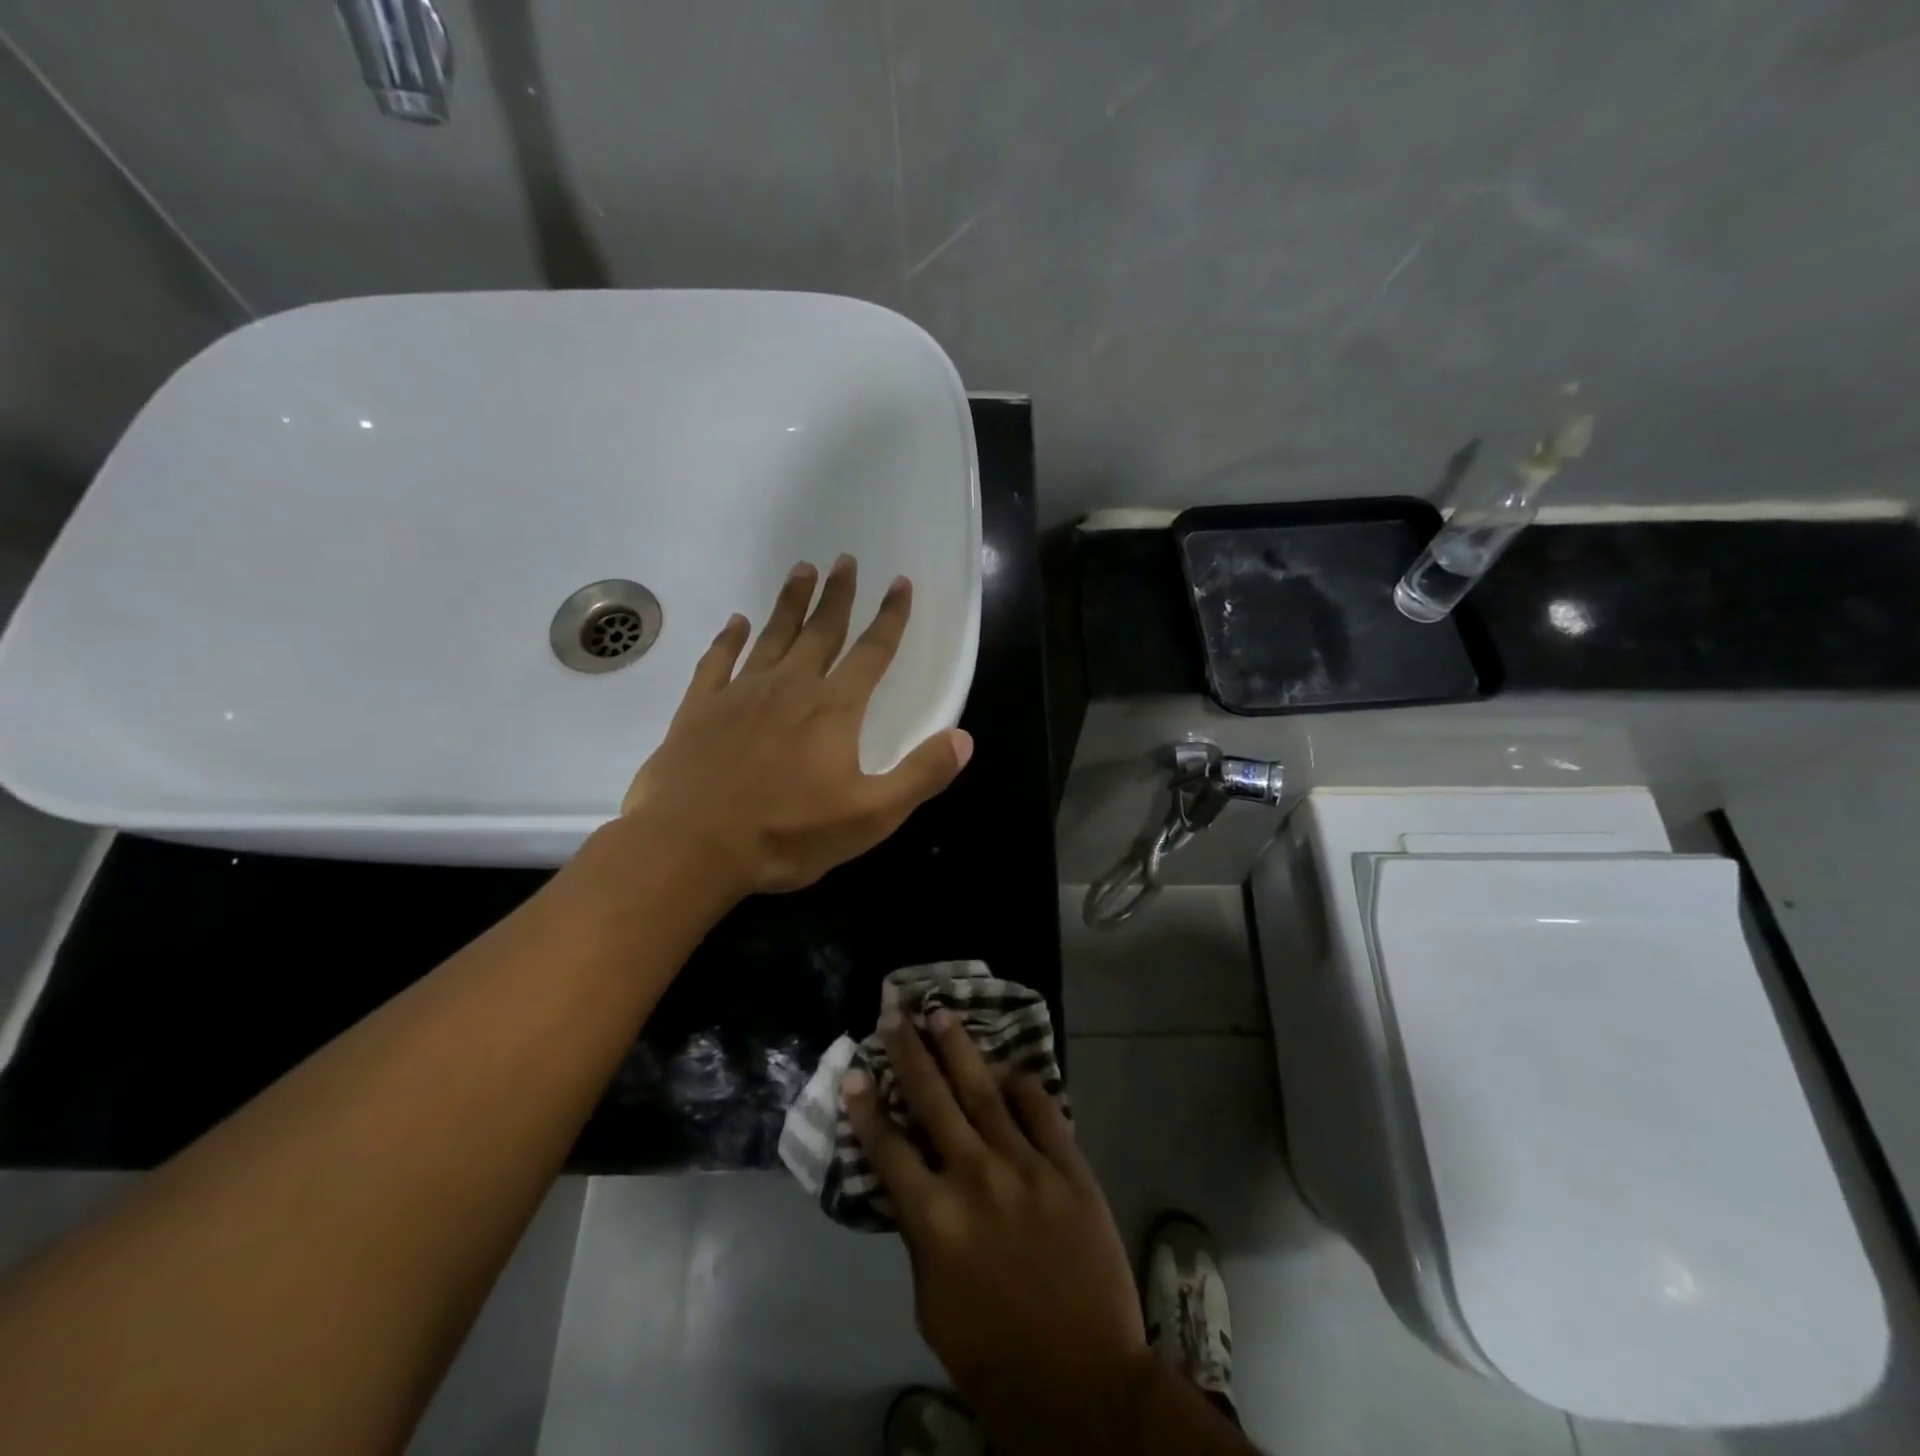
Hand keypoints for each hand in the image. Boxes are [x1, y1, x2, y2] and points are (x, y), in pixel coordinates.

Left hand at [619, 556, 972, 897]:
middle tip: (845, 559)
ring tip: (802, 568)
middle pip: (821, 631)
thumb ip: (920, 775)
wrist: (693, 847)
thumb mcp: (870, 816)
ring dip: (790, 602)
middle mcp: (790, 687)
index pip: (872, 652)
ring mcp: (741, 693)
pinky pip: (717, 662)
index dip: (891, 617)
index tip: (901, 583)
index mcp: (833, 709)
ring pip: (772, 635)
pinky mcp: (700, 709)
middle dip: (838, 595)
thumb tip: (963, 738)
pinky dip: (728, 639)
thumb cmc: (787, 834)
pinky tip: (735, 623)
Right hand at [845, 1012, 1149, 1453]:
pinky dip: (1022, 1085)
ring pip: (985, 1091)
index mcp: (935, 1219)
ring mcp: (1025, 1166)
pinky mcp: (1068, 1167)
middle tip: (895, 1014)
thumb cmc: (996, 1356)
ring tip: (940, 1015)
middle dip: (909, 1054)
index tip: (853, 1072)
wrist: (1085, 1381)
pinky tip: (1009, 1066)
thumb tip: (915, 1187)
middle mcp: (975, 1177)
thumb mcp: (932, 1308)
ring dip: (959, 1049)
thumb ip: (921, 1239)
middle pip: (933, 1100)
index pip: (888, 1149)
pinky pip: (1042, 1110)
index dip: (866, 1108)